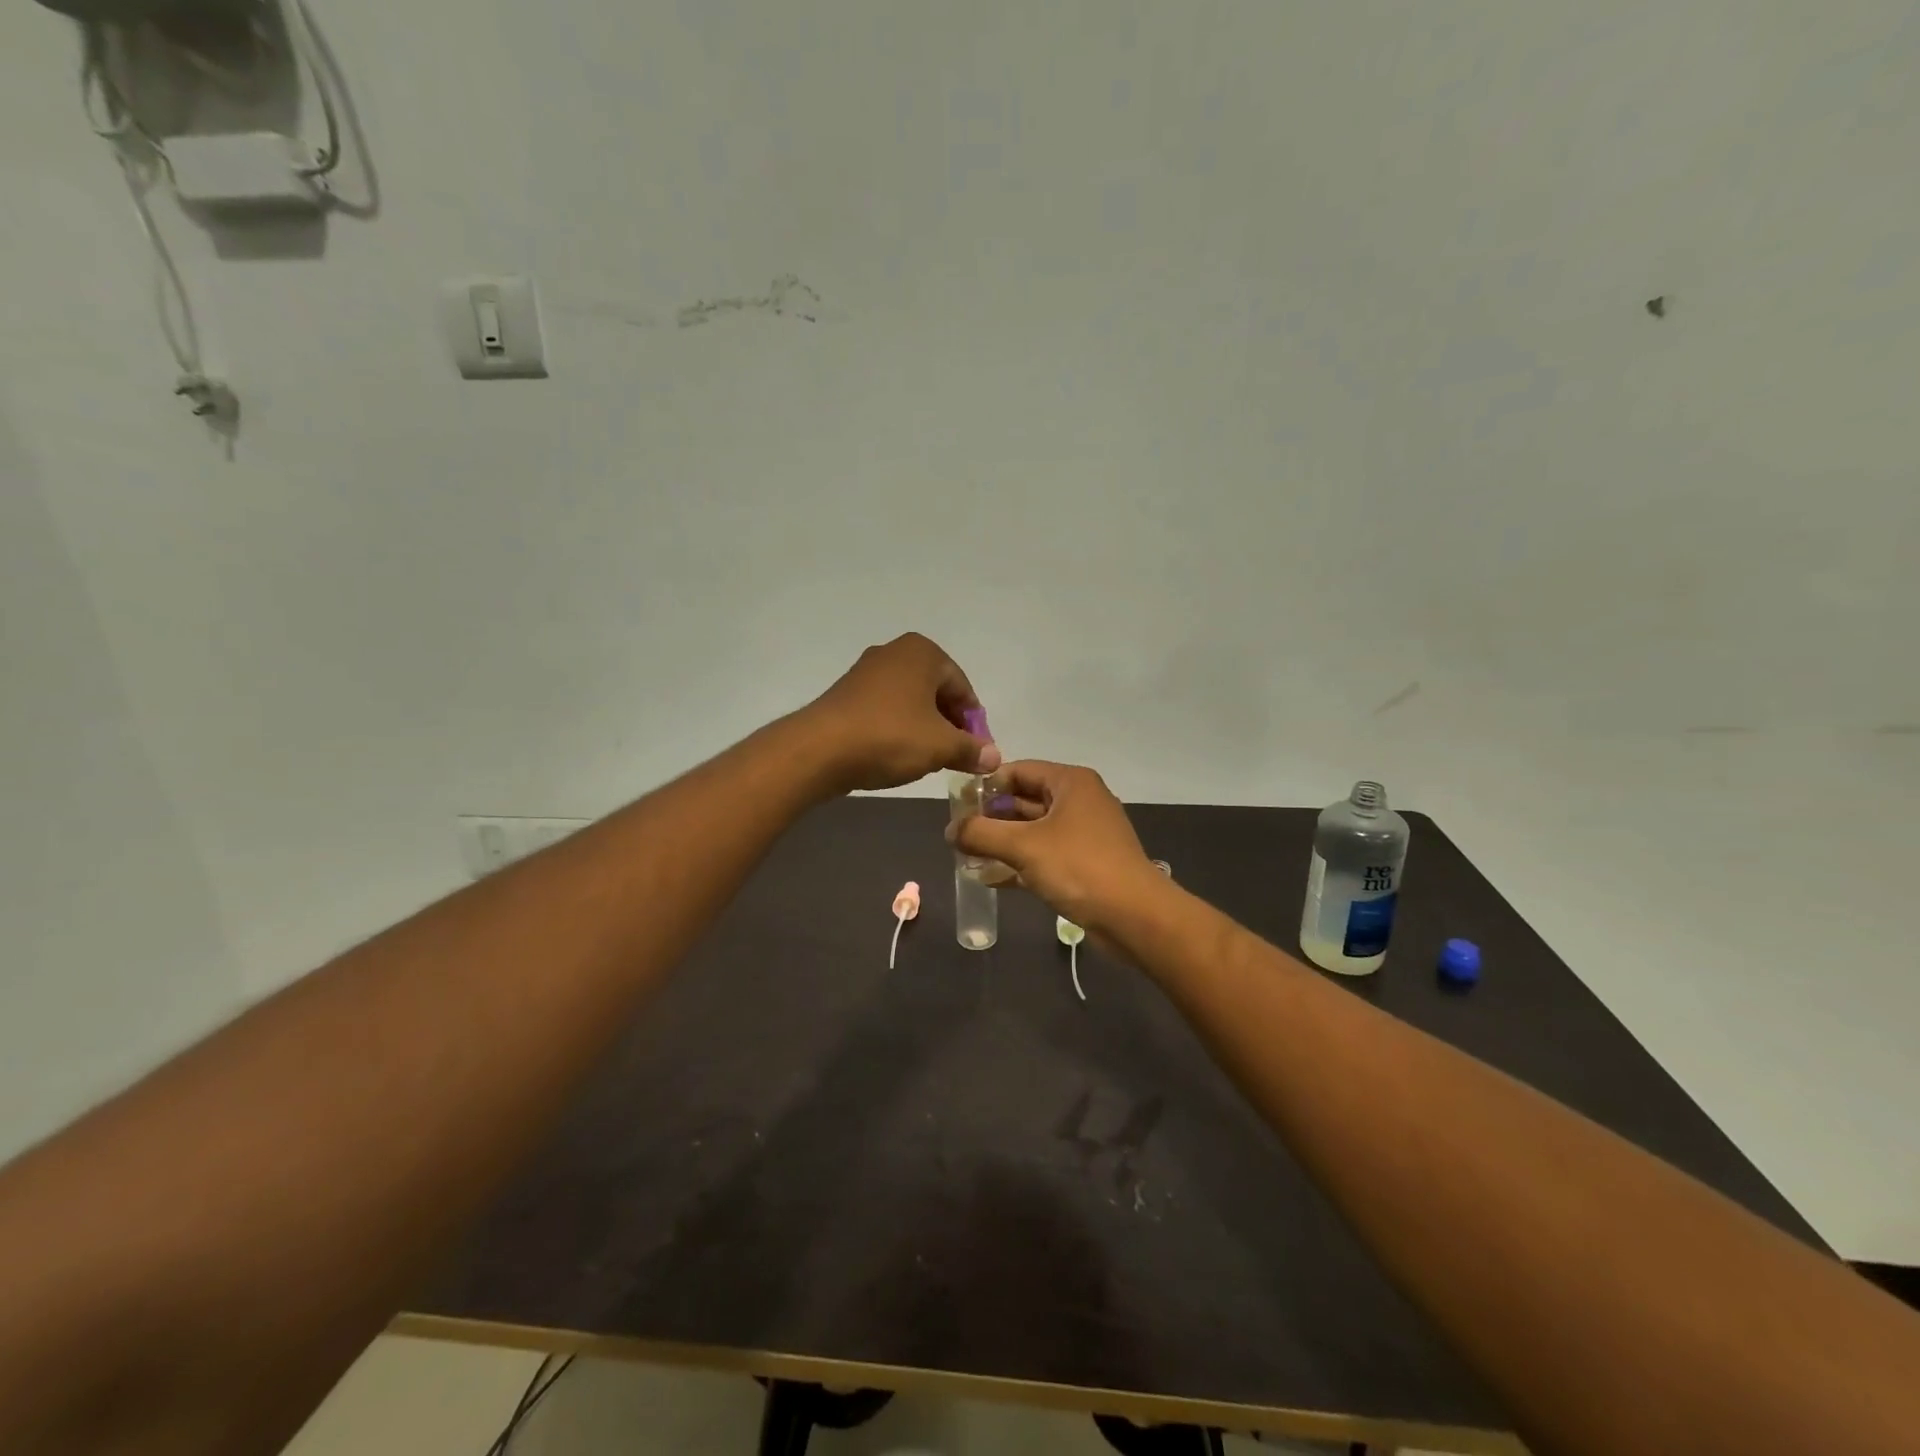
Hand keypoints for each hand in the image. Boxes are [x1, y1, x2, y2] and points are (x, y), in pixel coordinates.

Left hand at [802, 633, 1000, 793]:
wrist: (819, 749)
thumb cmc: (890, 737)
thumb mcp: (940, 746)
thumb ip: (971, 749)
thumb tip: (993, 756)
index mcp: (922, 652)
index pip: (963, 688)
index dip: (974, 723)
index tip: (977, 752)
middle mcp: (894, 652)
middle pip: (936, 691)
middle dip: (949, 723)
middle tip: (955, 756)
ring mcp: (866, 671)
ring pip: (910, 700)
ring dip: (924, 727)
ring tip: (928, 758)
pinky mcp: (846, 693)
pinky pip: (885, 709)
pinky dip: (898, 727)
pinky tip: (897, 753)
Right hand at [949, 760, 1163, 932]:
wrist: (1135, 916)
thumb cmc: (1079, 867)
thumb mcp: (1023, 846)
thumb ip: (981, 833)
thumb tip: (950, 830)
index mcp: (1070, 783)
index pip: (1019, 770)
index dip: (986, 785)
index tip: (957, 805)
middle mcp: (1079, 801)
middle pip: (1025, 800)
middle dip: (991, 817)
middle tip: (958, 834)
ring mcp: (1084, 834)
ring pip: (1033, 831)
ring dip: (1002, 843)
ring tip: (966, 857)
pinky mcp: (1085, 864)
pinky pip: (1044, 855)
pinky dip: (1020, 864)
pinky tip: (990, 879)